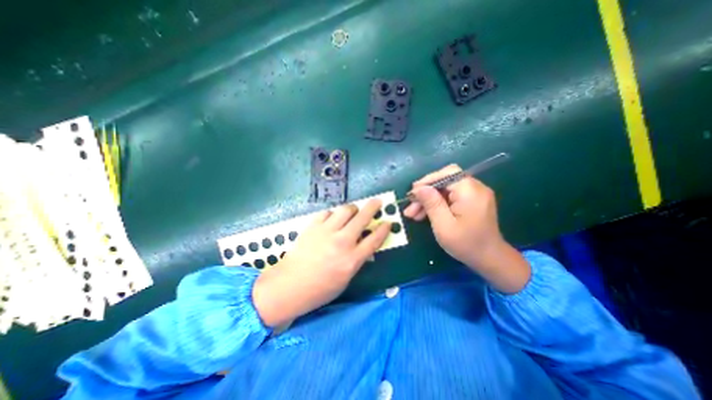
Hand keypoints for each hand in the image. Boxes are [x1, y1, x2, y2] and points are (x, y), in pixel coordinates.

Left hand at [253, 201, 391, 328]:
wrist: (289, 286)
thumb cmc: (320, 289)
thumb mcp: (345, 279)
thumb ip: (357, 260)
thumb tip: (365, 246)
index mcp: (352, 259)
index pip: (374, 239)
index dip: (384, 229)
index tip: (388, 222)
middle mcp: (342, 242)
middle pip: (362, 218)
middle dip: (373, 207)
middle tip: (377, 201)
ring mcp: (326, 232)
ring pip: (346, 210)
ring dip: (353, 209)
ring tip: (353, 212)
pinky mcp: (313, 226)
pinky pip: (328, 213)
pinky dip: (333, 214)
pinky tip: (332, 220)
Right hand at [406, 164, 526, 291]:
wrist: (490, 259)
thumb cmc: (466, 244)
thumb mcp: (444, 225)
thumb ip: (432, 204)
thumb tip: (419, 188)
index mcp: (470, 191)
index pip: (446, 174)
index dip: (427, 181)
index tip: (412, 194)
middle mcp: (475, 187)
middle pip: (444, 181)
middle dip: (425, 193)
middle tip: (410, 207)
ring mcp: (474, 194)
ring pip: (444, 190)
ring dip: (428, 200)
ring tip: (413, 214)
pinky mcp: (471, 201)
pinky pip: (450, 197)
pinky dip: (437, 203)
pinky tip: (424, 214)